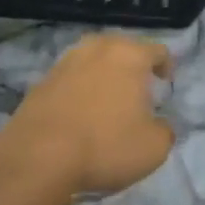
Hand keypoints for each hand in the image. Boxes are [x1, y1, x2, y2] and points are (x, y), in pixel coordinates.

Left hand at [0, 34, 174, 197]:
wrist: (38, 156)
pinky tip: (79, 113)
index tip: (165, 83)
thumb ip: (165, 131)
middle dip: (132, 66)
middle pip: (122, 49)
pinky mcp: (41, 80)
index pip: (157, 50)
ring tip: (106, 100)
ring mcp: (66, 62)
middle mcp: (98, 48)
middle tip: (137, 90)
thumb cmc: (105, 146)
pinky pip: (70, 78)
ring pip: (93, 60)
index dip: (166, 66)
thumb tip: (160, 125)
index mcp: (129, 55)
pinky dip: (79, 90)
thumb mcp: (153, 148)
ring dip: (103, 75)